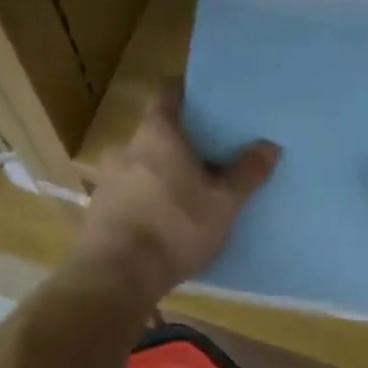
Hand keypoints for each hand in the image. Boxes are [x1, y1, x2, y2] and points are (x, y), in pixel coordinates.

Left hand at [73, 83, 279, 302]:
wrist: (116, 275)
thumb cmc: (174, 227)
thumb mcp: (223, 203)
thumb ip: (247, 173)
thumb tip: (269, 145)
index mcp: (157, 133)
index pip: (167, 93)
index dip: (187, 92)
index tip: (206, 100)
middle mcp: (126, 148)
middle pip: (155, 132)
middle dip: (179, 141)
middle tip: (208, 154)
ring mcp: (107, 179)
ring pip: (140, 164)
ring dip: (161, 172)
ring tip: (188, 191)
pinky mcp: (98, 210)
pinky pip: (128, 193)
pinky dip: (146, 198)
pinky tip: (163, 219)